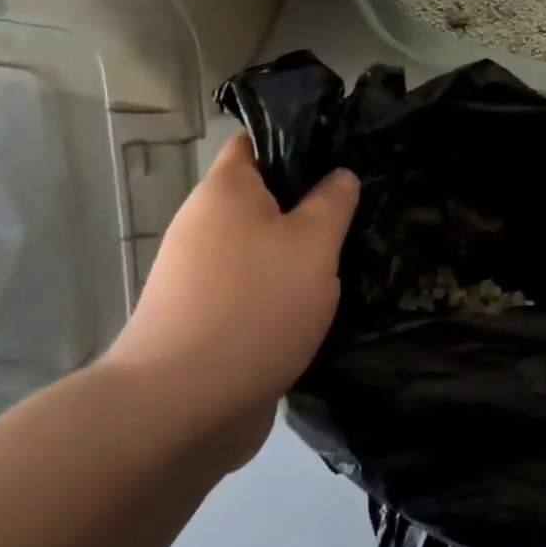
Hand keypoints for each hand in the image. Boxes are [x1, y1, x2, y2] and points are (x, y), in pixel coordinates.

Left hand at [104, 135, 358, 466]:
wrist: (180, 408)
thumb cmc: (253, 306)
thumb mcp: (313, 244)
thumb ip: (333, 203)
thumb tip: (339, 176)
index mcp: (225, 192)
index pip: (256, 141)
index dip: (298, 138)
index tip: (346, 150)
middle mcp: (206, 226)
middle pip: (266, 197)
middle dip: (313, 201)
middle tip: (365, 206)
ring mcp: (204, 276)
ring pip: (266, 246)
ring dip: (305, 251)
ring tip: (357, 253)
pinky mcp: (210, 318)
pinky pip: (259, 286)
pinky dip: (289, 289)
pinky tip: (327, 302)